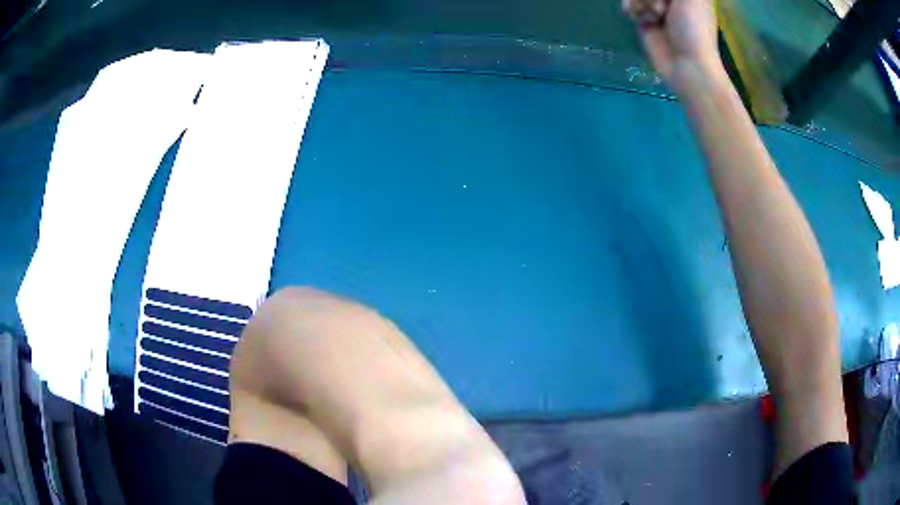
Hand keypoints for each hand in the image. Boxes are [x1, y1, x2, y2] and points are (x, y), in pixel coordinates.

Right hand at [624, 0, 724, 95]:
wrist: (685, 64)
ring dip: (642, 1)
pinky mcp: (643, 16)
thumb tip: (660, 0)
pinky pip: (628, 2)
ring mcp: (655, 4)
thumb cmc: (693, 29)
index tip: (668, 2)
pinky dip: (632, 9)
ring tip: (655, 16)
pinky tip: (643, 20)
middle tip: (663, 6)